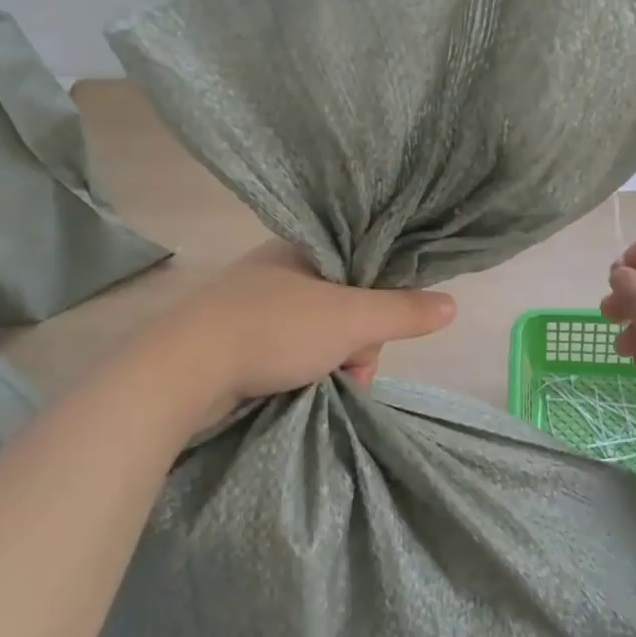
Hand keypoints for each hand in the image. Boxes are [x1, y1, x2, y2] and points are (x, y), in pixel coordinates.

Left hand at [144, 241, 456, 429]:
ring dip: (329, 362)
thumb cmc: (274, 329)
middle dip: (355, 344)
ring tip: (323, 387)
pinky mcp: (235, 334)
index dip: (381, 302)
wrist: (183, 369)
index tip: (379, 334)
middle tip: (348, 370)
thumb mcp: (350, 319)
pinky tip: (297, 390)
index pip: (365, 267)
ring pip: (317, 331)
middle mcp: (280, 267)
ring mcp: (255, 302)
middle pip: (344, 304)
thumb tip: (452, 304)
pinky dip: (299, 370)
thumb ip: (402, 311)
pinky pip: (288, 349)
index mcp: (305, 247)